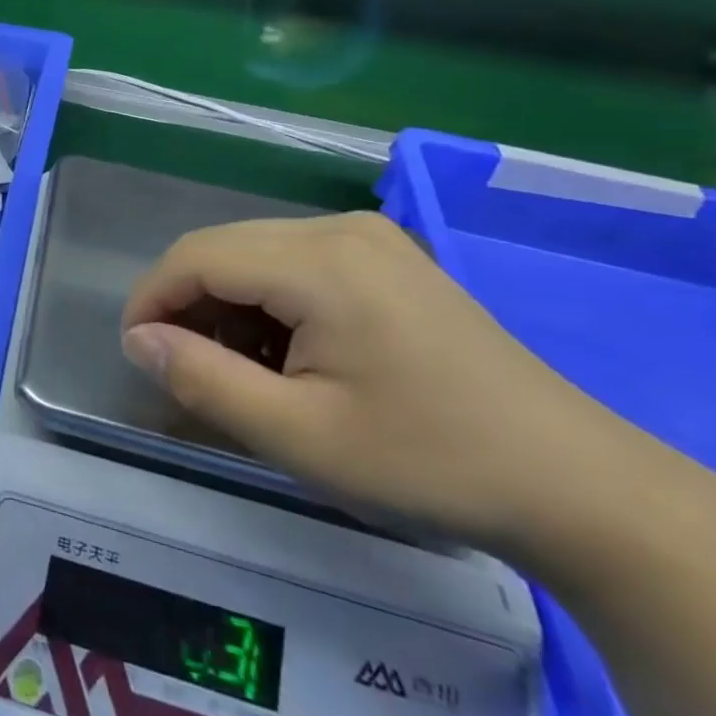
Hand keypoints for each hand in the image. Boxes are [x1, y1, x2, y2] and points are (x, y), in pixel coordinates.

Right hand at [120, 212, 632, 550]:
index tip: (136, 356)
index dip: (150, 301)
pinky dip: (268, 302)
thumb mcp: (298, 435)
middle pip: (223, 248)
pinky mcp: (389, 260)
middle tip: (184, 370)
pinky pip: (296, 263)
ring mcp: (371, 239)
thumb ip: (203, 379)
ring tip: (239, 371)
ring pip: (256, 254)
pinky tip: (288, 354)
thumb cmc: (429, 461)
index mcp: (318, 261)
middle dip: (186, 304)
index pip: (196, 257)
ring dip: (226, 304)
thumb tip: (139, 340)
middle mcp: (340, 229)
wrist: (579, 486)